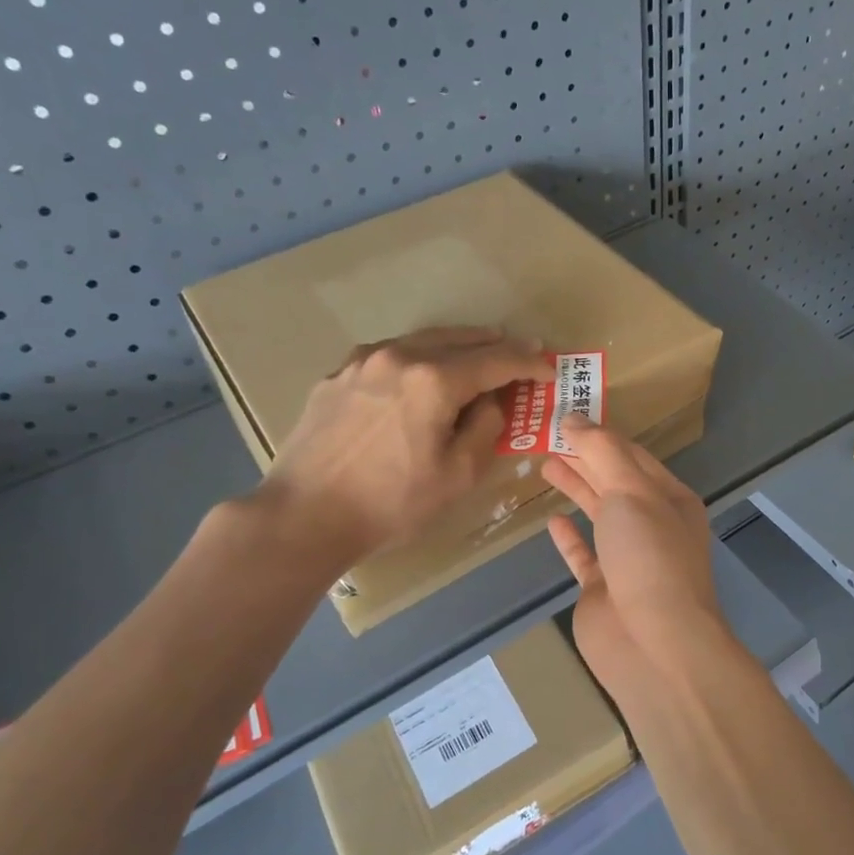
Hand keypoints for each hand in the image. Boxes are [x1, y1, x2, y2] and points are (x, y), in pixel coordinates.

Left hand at [258, 327, 551, 561]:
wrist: (304, 515)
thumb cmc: (391, 502)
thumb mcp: (458, 475)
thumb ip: (486, 427)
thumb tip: (490, 402)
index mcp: (434, 380)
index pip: (496, 360)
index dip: (528, 363)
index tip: (549, 368)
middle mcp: (399, 356)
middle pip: (460, 339)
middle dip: (496, 345)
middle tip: (521, 352)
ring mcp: (363, 361)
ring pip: (423, 340)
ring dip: (457, 346)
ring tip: (477, 355)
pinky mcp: (338, 375)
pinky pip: (392, 355)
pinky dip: (419, 357)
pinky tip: (422, 373)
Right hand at [542, 418, 725, 706]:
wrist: (654, 644)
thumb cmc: (649, 558)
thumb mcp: (632, 492)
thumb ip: (602, 452)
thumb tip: (574, 418)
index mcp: (669, 499)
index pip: (633, 456)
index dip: (601, 434)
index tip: (567, 415)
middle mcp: (652, 525)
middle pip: (614, 481)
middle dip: (585, 457)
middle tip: (547, 435)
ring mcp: (628, 559)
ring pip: (599, 514)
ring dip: (576, 488)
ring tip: (545, 464)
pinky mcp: (604, 590)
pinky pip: (584, 555)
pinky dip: (569, 537)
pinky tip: (552, 520)